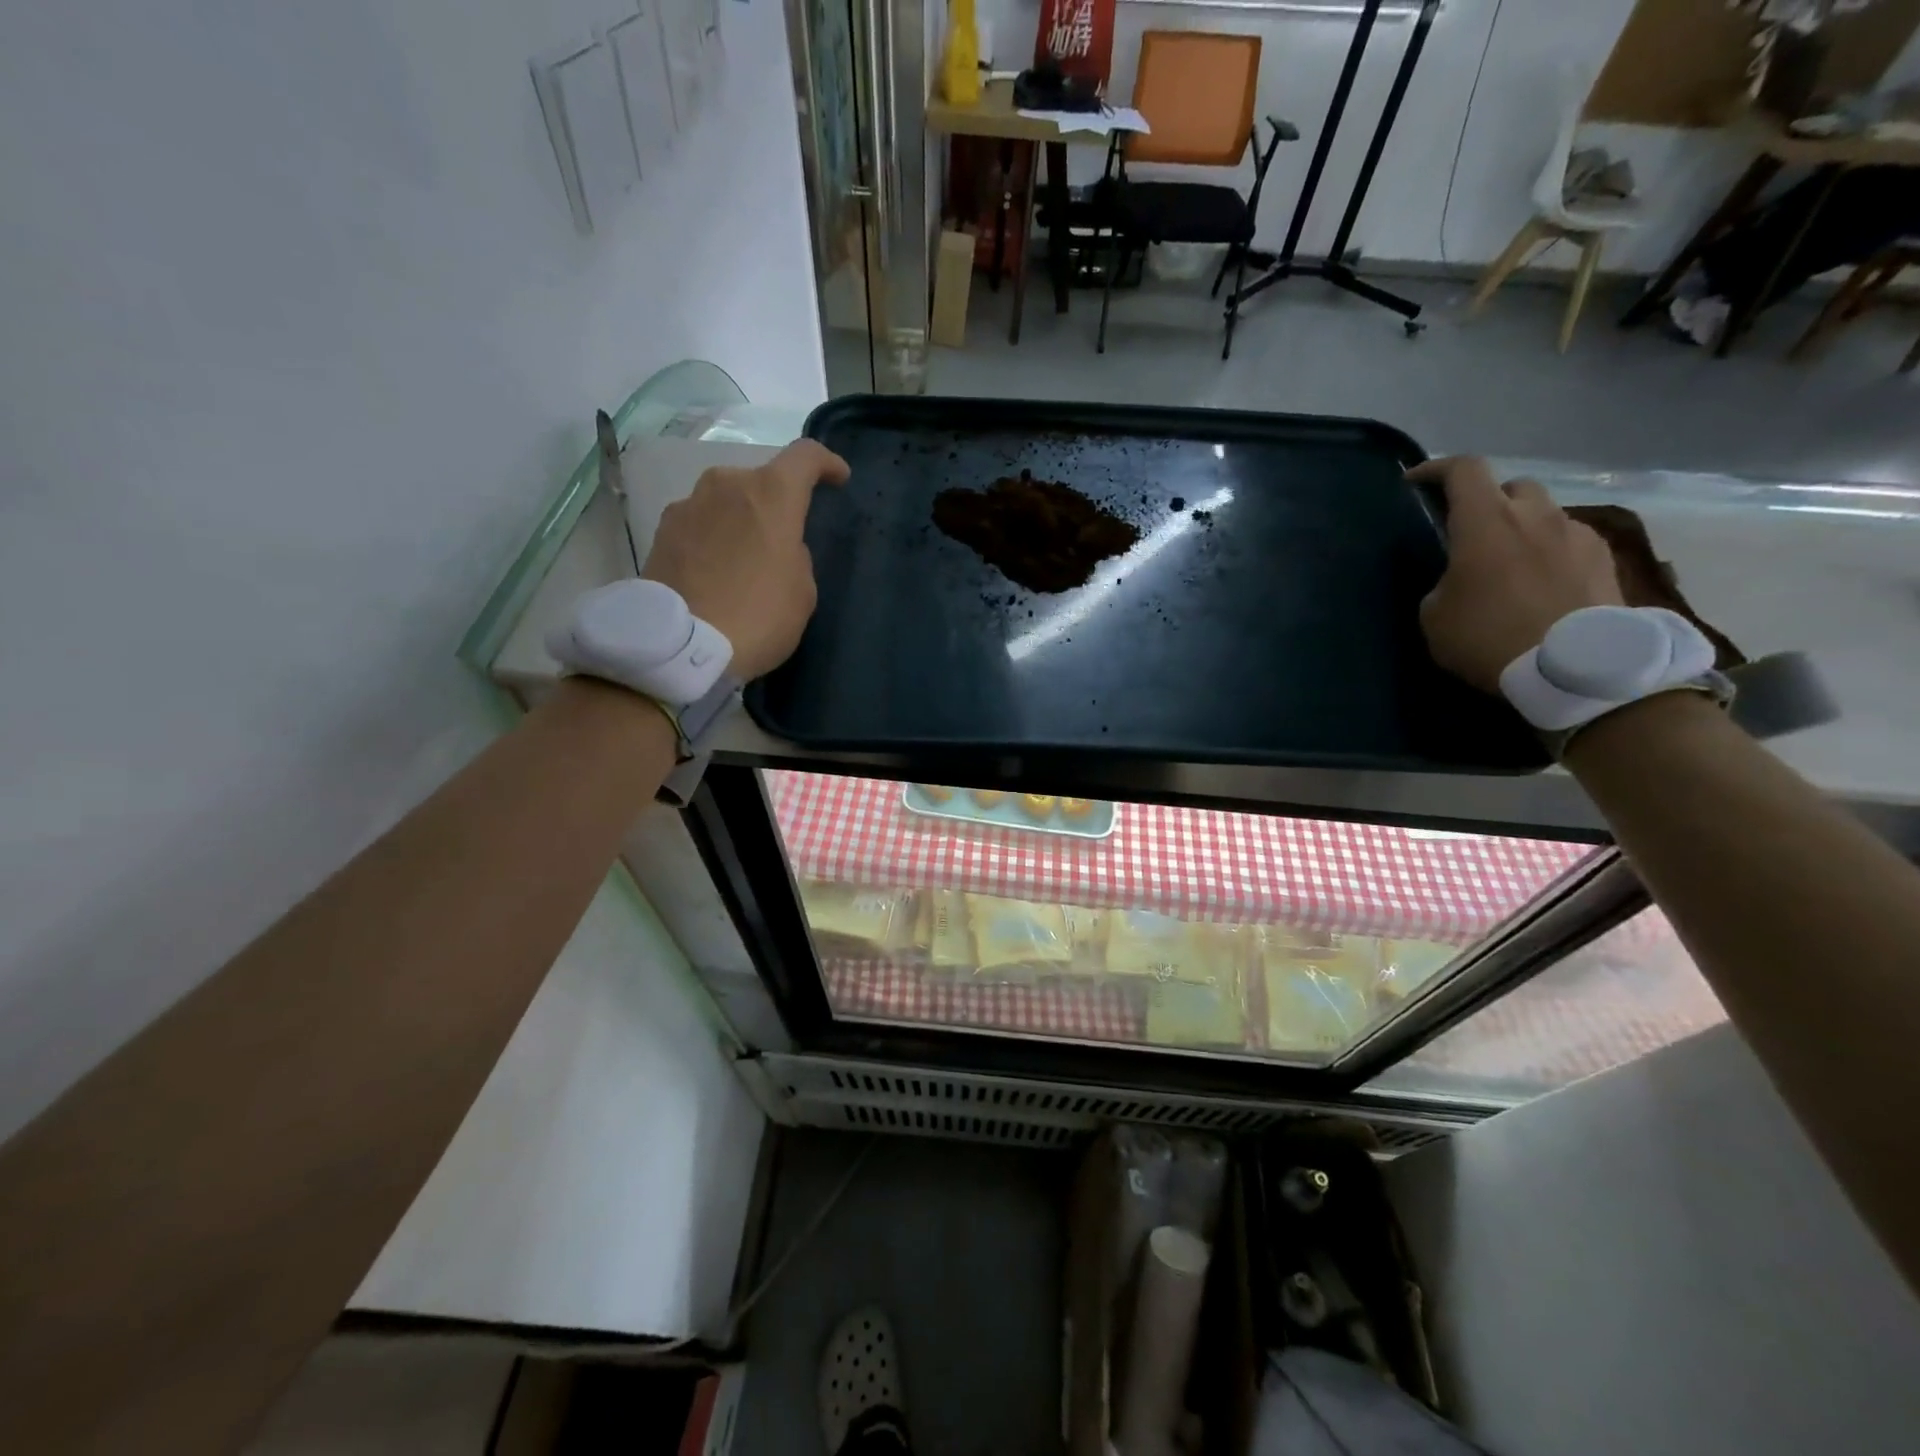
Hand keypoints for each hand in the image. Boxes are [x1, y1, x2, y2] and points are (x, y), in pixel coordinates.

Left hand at [642, 439, 850, 679]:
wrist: (681, 648)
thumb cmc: (759, 616)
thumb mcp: (802, 591)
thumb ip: (795, 555)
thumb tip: (777, 546)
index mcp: (771, 494)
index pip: (806, 456)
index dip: (826, 464)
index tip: (838, 479)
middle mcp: (726, 485)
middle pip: (760, 479)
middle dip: (776, 502)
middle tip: (784, 538)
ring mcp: (688, 505)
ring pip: (725, 500)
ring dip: (740, 519)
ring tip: (745, 559)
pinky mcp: (661, 532)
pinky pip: (700, 523)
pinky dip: (713, 538)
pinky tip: (715, 572)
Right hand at [1407, 456, 1622, 693]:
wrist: (1573, 668)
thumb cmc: (1488, 637)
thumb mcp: (1435, 616)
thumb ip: (1443, 582)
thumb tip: (1458, 577)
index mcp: (1485, 522)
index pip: (1463, 469)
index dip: (1436, 469)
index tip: (1416, 483)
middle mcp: (1535, 514)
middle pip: (1511, 486)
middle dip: (1489, 501)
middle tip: (1472, 532)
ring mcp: (1576, 533)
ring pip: (1544, 513)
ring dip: (1524, 528)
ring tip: (1511, 563)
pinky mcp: (1604, 558)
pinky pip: (1570, 540)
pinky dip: (1551, 551)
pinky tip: (1543, 584)